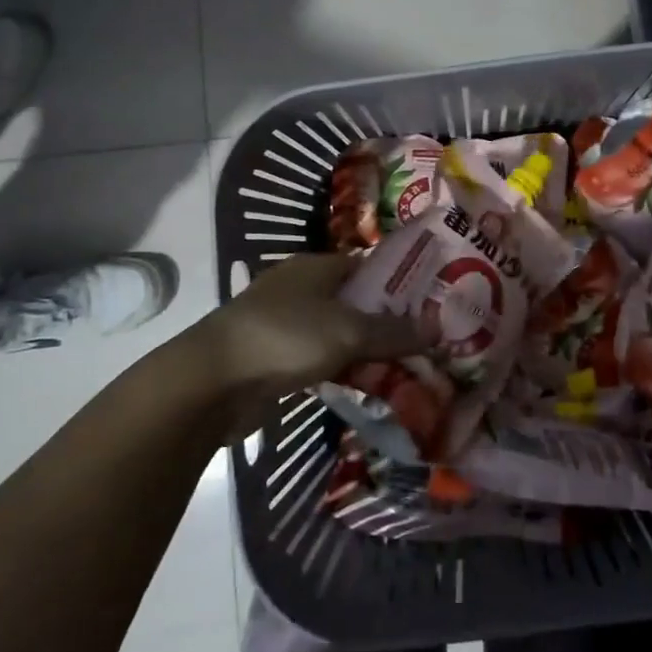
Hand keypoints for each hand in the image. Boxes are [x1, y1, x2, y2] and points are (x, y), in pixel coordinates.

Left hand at [193, 254, 427, 404]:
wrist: (212, 382)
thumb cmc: (284, 338)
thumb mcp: (348, 331)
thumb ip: (394, 332)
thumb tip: (439, 329)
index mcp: (315, 267)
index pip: (368, 266)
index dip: (399, 282)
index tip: (431, 304)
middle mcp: (299, 288)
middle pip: (353, 301)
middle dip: (386, 321)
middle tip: (425, 340)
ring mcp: (283, 323)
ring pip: (337, 332)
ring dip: (364, 349)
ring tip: (405, 366)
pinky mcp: (273, 358)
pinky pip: (319, 359)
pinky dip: (341, 369)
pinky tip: (365, 385)